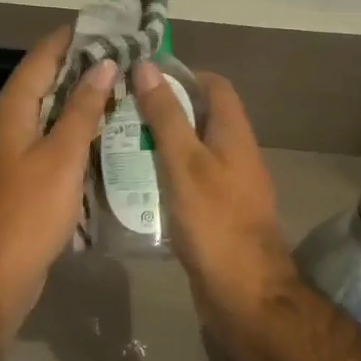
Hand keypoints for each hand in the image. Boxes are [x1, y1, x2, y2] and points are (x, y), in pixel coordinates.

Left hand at [0, 28, 116, 323]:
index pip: (40, 59)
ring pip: (41, 112)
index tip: (102, 25)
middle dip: (76, 68)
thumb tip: (103, 65)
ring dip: (73, 100)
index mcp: (8, 111)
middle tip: (118, 58)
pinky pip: (40, 139)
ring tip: (113, 89)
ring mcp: (2, 151)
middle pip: (39, 83)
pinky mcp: (10, 175)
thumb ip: (82, 109)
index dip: (69, 39)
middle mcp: (0, 123)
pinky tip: (94, 135)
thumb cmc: (31, 211)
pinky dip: (66, 129)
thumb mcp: (63, 157)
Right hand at [131, 62, 295, 319]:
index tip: (141, 77)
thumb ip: (166, 116)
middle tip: (119, 110)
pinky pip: (186, 180)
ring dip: (159, 143)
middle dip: (162, 109)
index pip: (213, 85)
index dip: (181, 74)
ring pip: (189, 150)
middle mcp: (233, 153)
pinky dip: (163, 174)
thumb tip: (147, 66)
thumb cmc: (215, 221)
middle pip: (199, 116)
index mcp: (233, 133)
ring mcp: (224, 184)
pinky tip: (133, 182)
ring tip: (116, 141)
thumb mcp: (185, 162)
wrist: (244, 293)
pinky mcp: (213, 212)